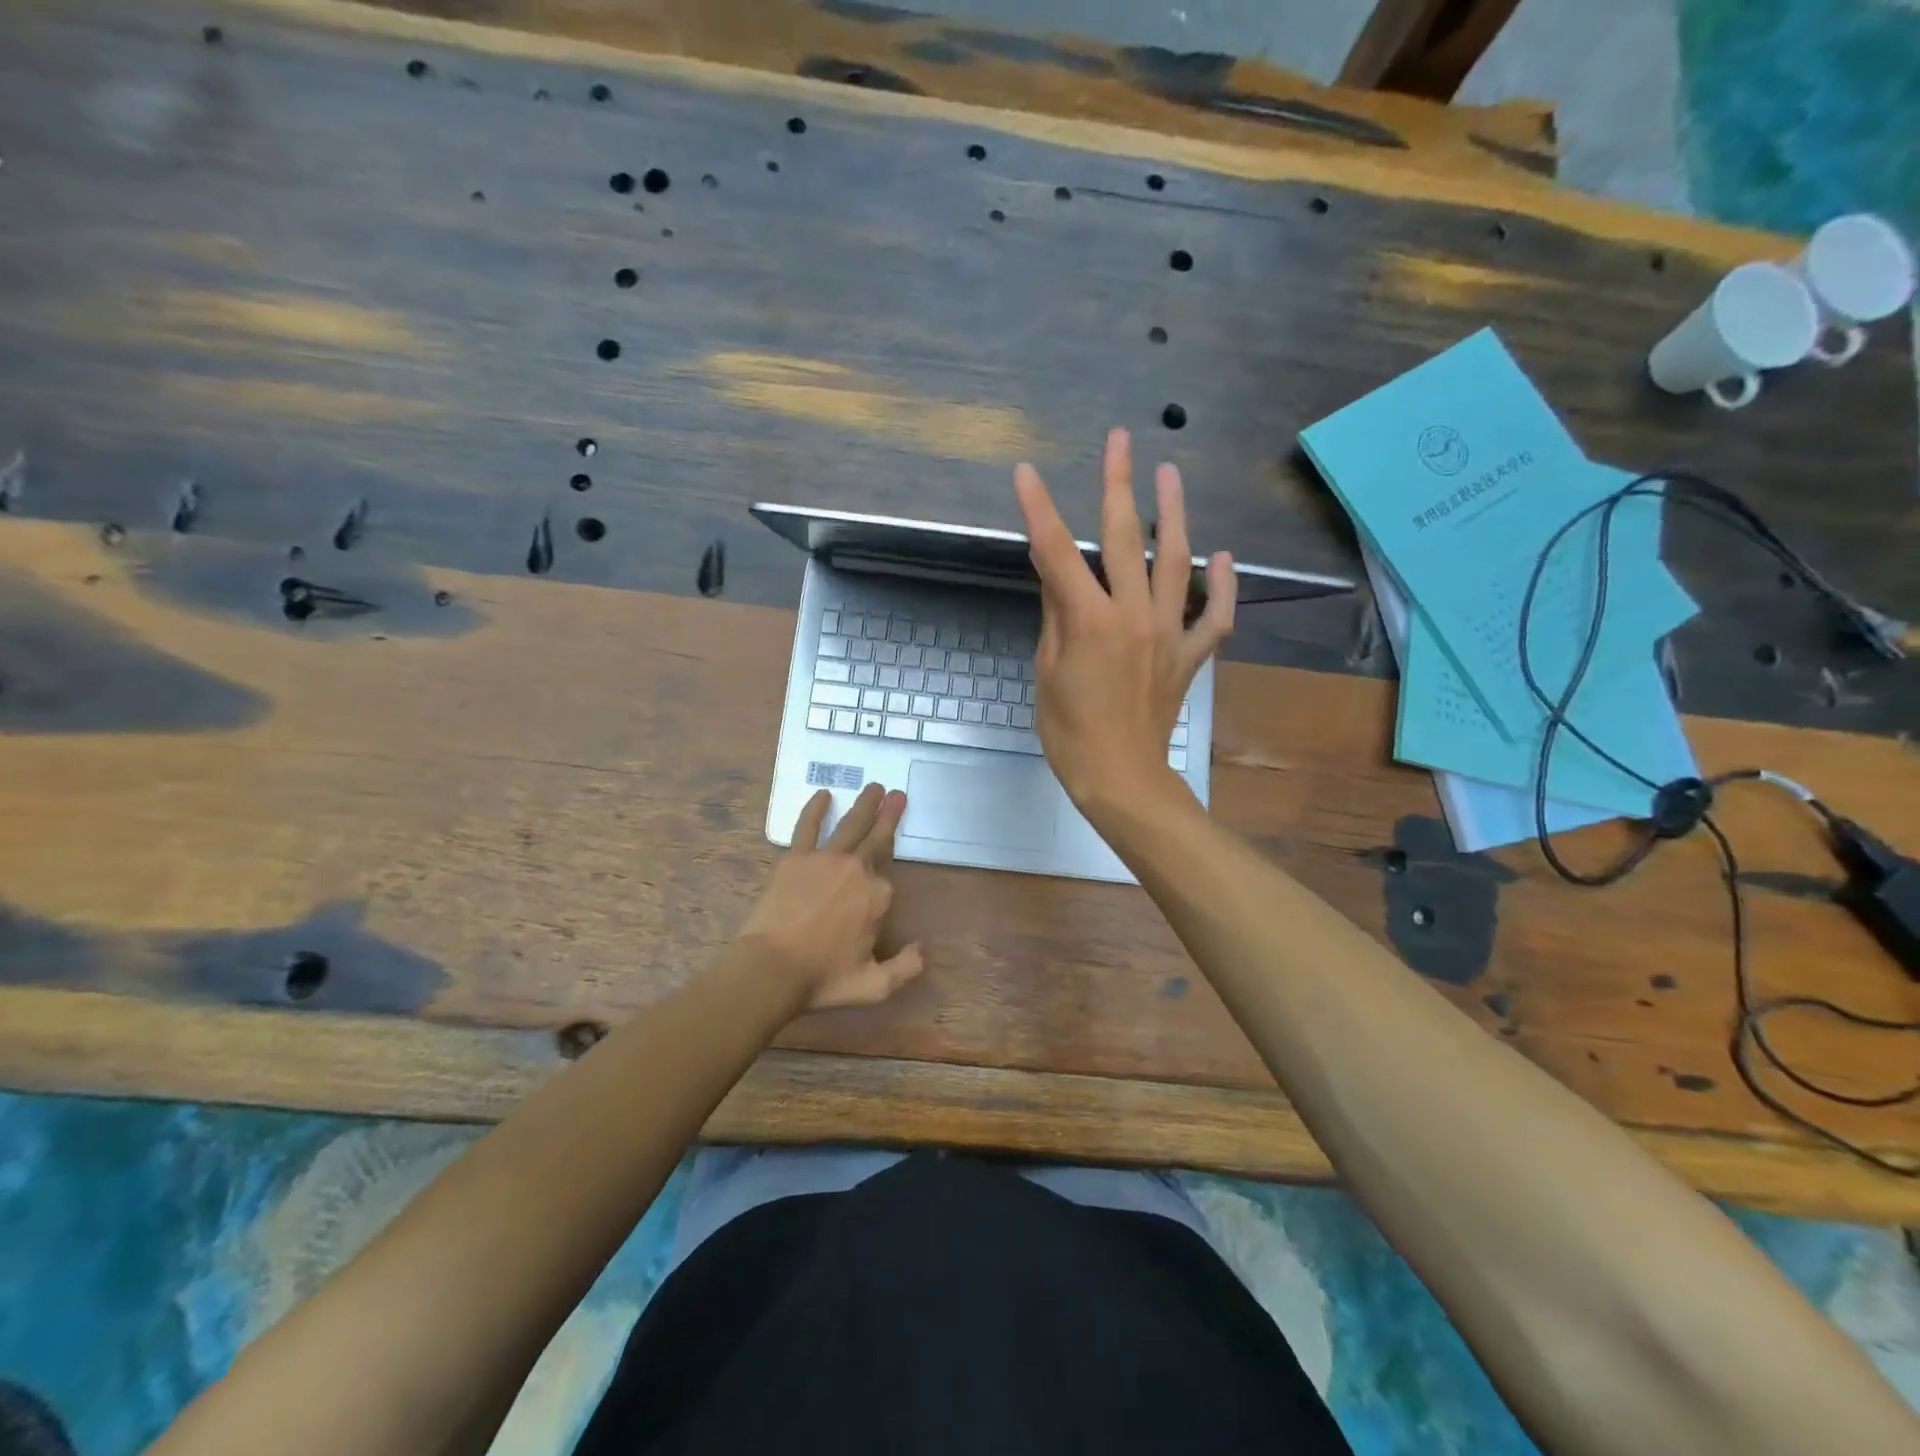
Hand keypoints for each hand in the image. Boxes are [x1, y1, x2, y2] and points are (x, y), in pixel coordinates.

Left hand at [738, 784, 923, 1012]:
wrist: (771, 969)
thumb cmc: (822, 978)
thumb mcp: (873, 986)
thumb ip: (905, 968)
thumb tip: (924, 949)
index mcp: (878, 897)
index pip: (888, 884)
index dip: (882, 894)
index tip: (878, 900)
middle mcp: (857, 870)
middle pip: (877, 838)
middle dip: (889, 815)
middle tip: (898, 795)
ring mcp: (825, 860)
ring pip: (851, 825)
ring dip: (865, 804)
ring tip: (874, 787)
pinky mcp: (796, 858)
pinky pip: (808, 827)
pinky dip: (816, 809)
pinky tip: (823, 794)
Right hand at [1014, 427, 1232, 813]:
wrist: (1119, 777)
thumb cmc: (1069, 731)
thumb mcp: (1047, 670)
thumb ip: (1055, 613)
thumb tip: (1053, 568)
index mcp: (1089, 621)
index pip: (1056, 553)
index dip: (1038, 510)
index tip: (1026, 473)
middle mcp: (1133, 615)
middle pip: (1122, 539)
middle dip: (1118, 484)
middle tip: (1120, 440)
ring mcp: (1169, 633)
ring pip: (1177, 562)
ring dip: (1173, 515)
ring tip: (1171, 475)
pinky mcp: (1190, 655)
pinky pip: (1216, 616)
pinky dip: (1224, 586)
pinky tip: (1223, 557)